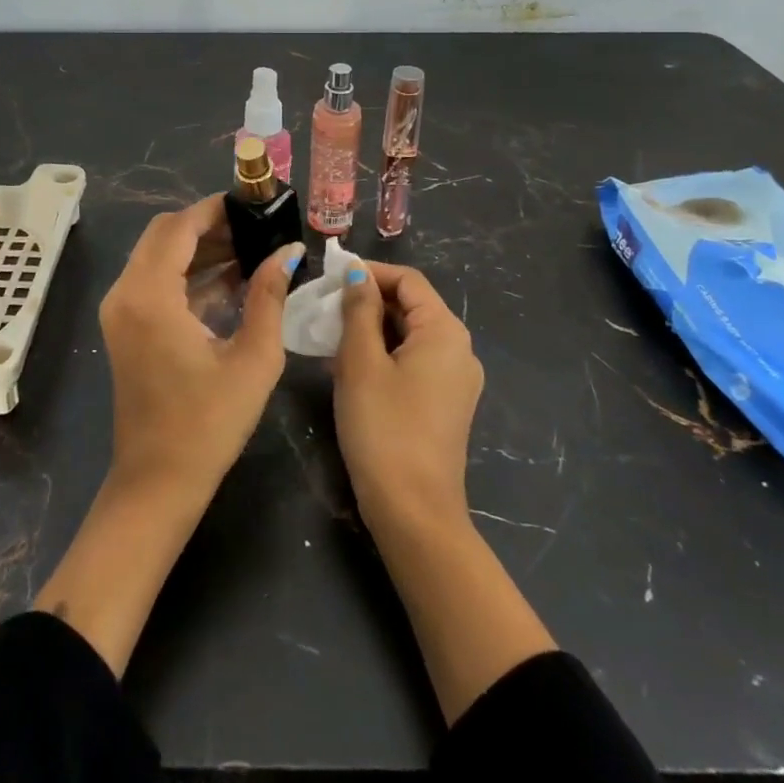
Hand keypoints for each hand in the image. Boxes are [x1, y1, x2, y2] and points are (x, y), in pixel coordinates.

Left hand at [99, 194, 301, 511]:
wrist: (158, 483)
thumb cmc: (208, 423)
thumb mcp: (253, 357)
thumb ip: (269, 296)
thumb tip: (288, 250)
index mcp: (150, 295)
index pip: (179, 227)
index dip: (215, 210)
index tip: (252, 203)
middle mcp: (125, 293)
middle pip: (164, 235)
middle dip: (208, 226)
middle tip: (255, 228)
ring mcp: (120, 311)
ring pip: (158, 256)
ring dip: (199, 249)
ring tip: (251, 252)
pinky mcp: (125, 327)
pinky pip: (154, 281)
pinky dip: (187, 274)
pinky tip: (230, 281)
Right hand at [334, 262, 551, 723]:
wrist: (413, 511)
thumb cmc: (383, 427)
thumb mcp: (360, 362)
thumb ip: (358, 310)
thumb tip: (357, 273)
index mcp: (445, 332)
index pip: (408, 280)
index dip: (370, 271)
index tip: (330, 275)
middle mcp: (459, 350)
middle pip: (412, 305)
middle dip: (368, 300)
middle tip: (324, 306)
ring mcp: (456, 380)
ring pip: (410, 335)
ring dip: (372, 328)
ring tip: (330, 334)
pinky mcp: (446, 405)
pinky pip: (414, 362)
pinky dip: (384, 354)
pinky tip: (350, 366)